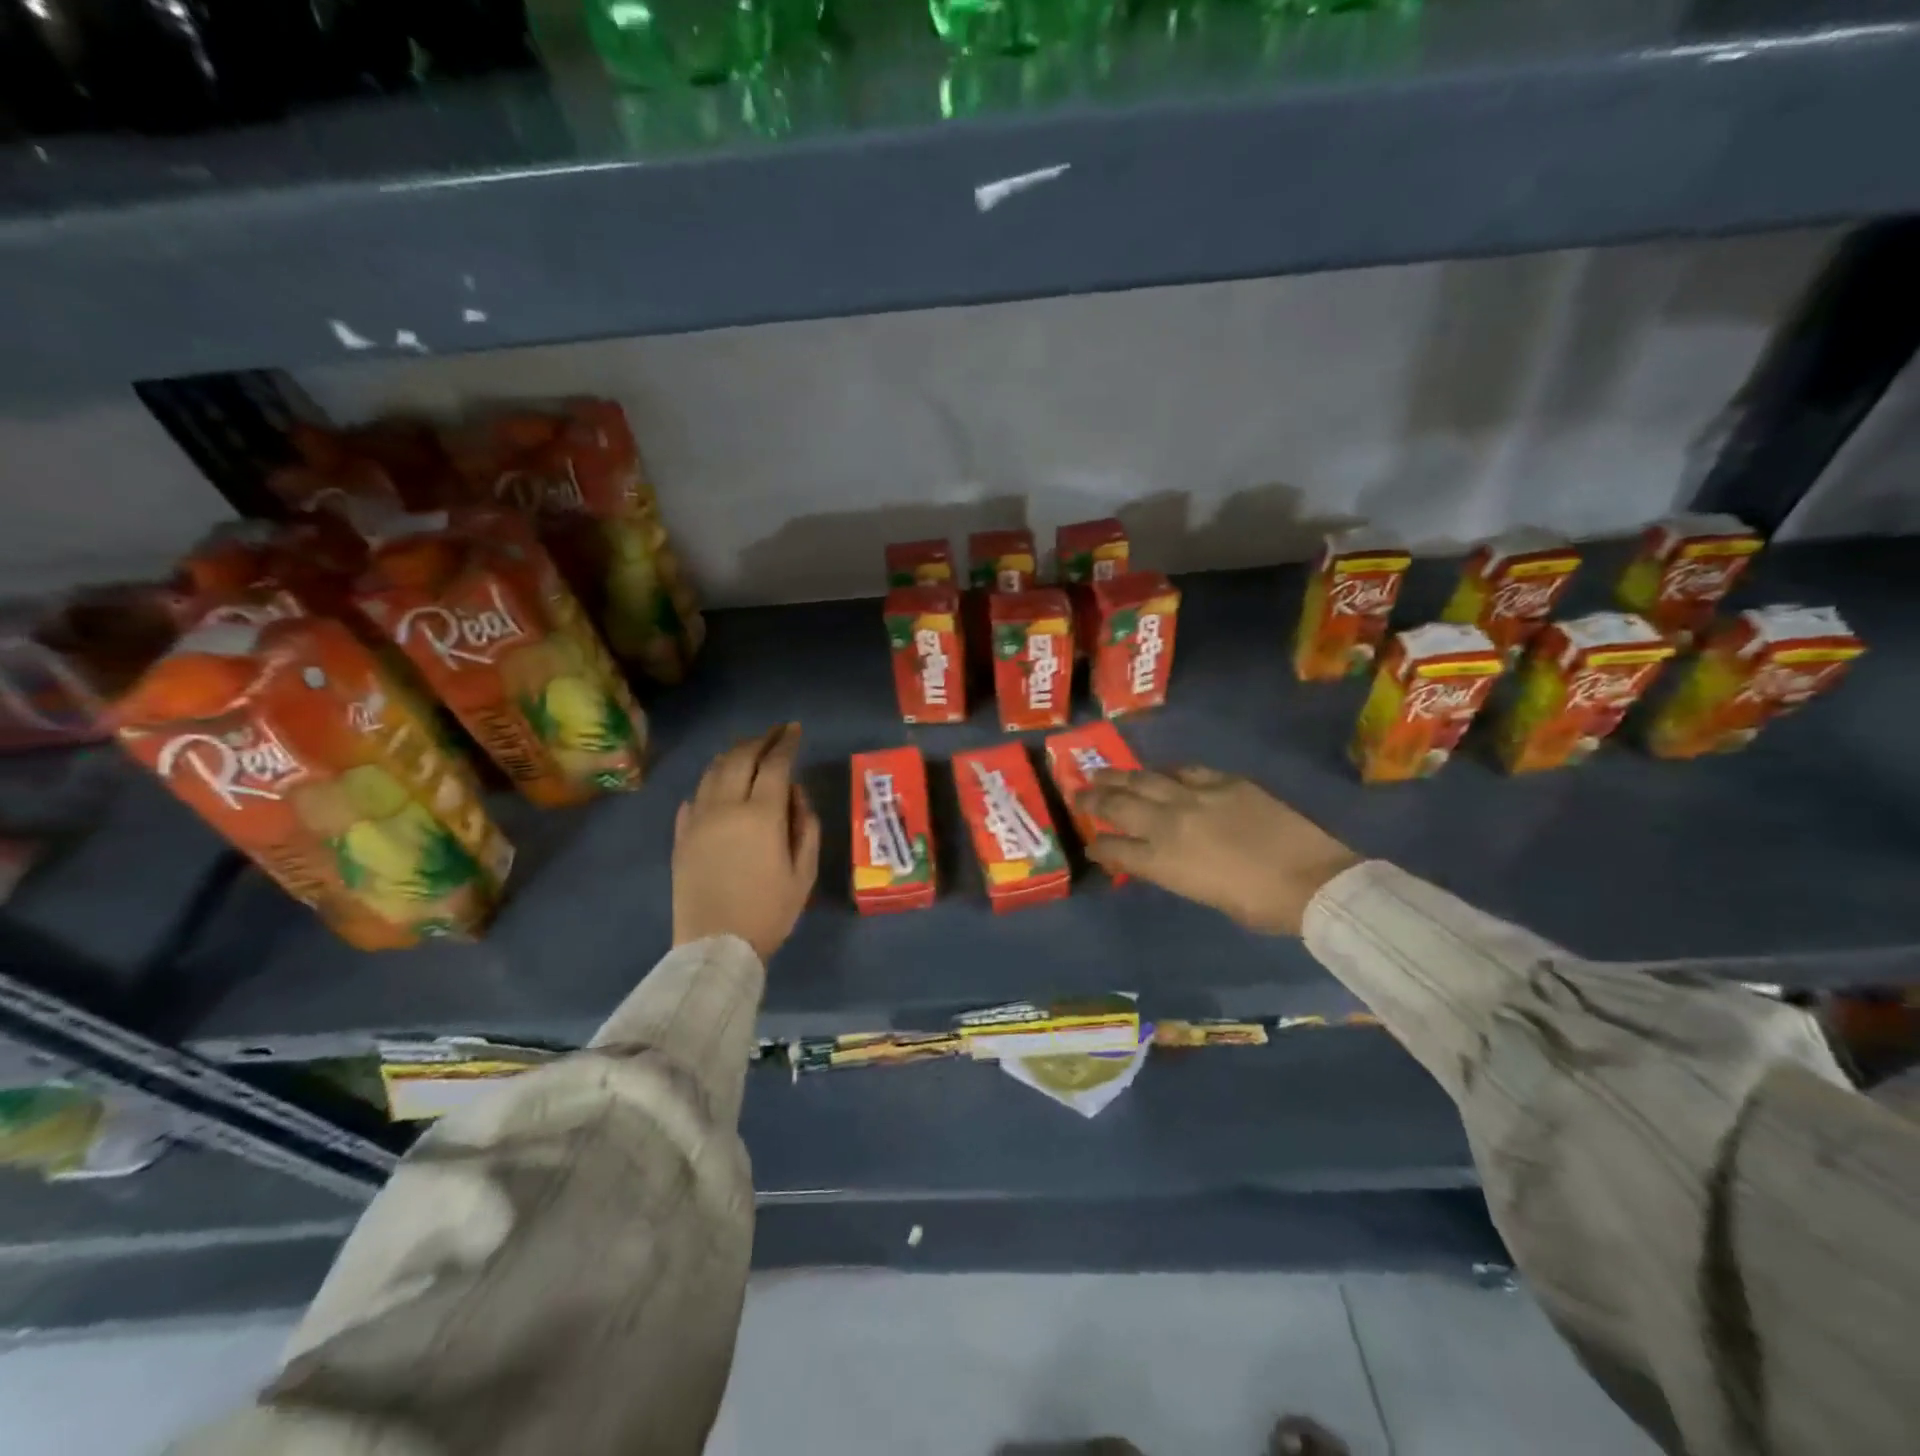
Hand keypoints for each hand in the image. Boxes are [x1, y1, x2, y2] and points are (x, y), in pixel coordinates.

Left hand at [673, 724, 820, 961]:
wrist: (716, 947)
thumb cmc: (770, 911)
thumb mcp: (805, 871)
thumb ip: (806, 825)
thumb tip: (795, 793)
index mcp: (761, 815)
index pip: (775, 764)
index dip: (787, 742)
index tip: (795, 730)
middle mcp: (726, 807)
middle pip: (740, 757)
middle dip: (760, 739)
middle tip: (775, 732)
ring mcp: (697, 819)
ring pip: (712, 771)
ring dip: (733, 754)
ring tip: (748, 749)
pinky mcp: (680, 836)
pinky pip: (694, 797)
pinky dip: (710, 782)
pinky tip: (718, 785)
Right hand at [1077, 767, 1359, 936]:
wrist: (1311, 881)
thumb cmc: (1258, 905)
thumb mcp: (1203, 894)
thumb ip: (1173, 871)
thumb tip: (1161, 858)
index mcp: (1161, 861)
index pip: (1114, 849)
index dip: (1099, 846)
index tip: (1091, 844)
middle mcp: (1168, 824)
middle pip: (1119, 806)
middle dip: (1093, 799)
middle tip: (1077, 792)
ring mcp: (1195, 797)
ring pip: (1144, 780)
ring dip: (1118, 776)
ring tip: (1100, 771)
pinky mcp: (1223, 782)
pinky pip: (1185, 771)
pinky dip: (1167, 772)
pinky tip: (1160, 772)